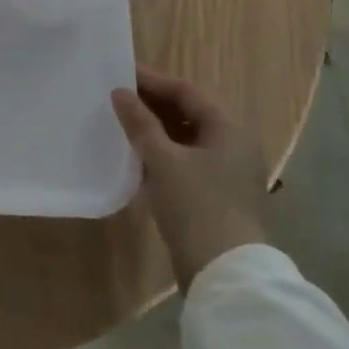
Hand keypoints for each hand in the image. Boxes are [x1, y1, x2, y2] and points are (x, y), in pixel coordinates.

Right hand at [111, 68, 268, 288]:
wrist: (225, 274)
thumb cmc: (197, 205)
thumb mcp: (163, 160)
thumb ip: (140, 123)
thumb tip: (120, 92)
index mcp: (229, 129)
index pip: (188, 92)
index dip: (153, 81)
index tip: (120, 74)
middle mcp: (232, 146)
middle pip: (188, 114)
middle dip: (152, 105)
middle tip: (115, 98)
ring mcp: (225, 174)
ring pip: (185, 140)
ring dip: (154, 131)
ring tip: (119, 124)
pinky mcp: (215, 197)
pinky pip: (184, 163)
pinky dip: (160, 156)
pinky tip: (134, 158)